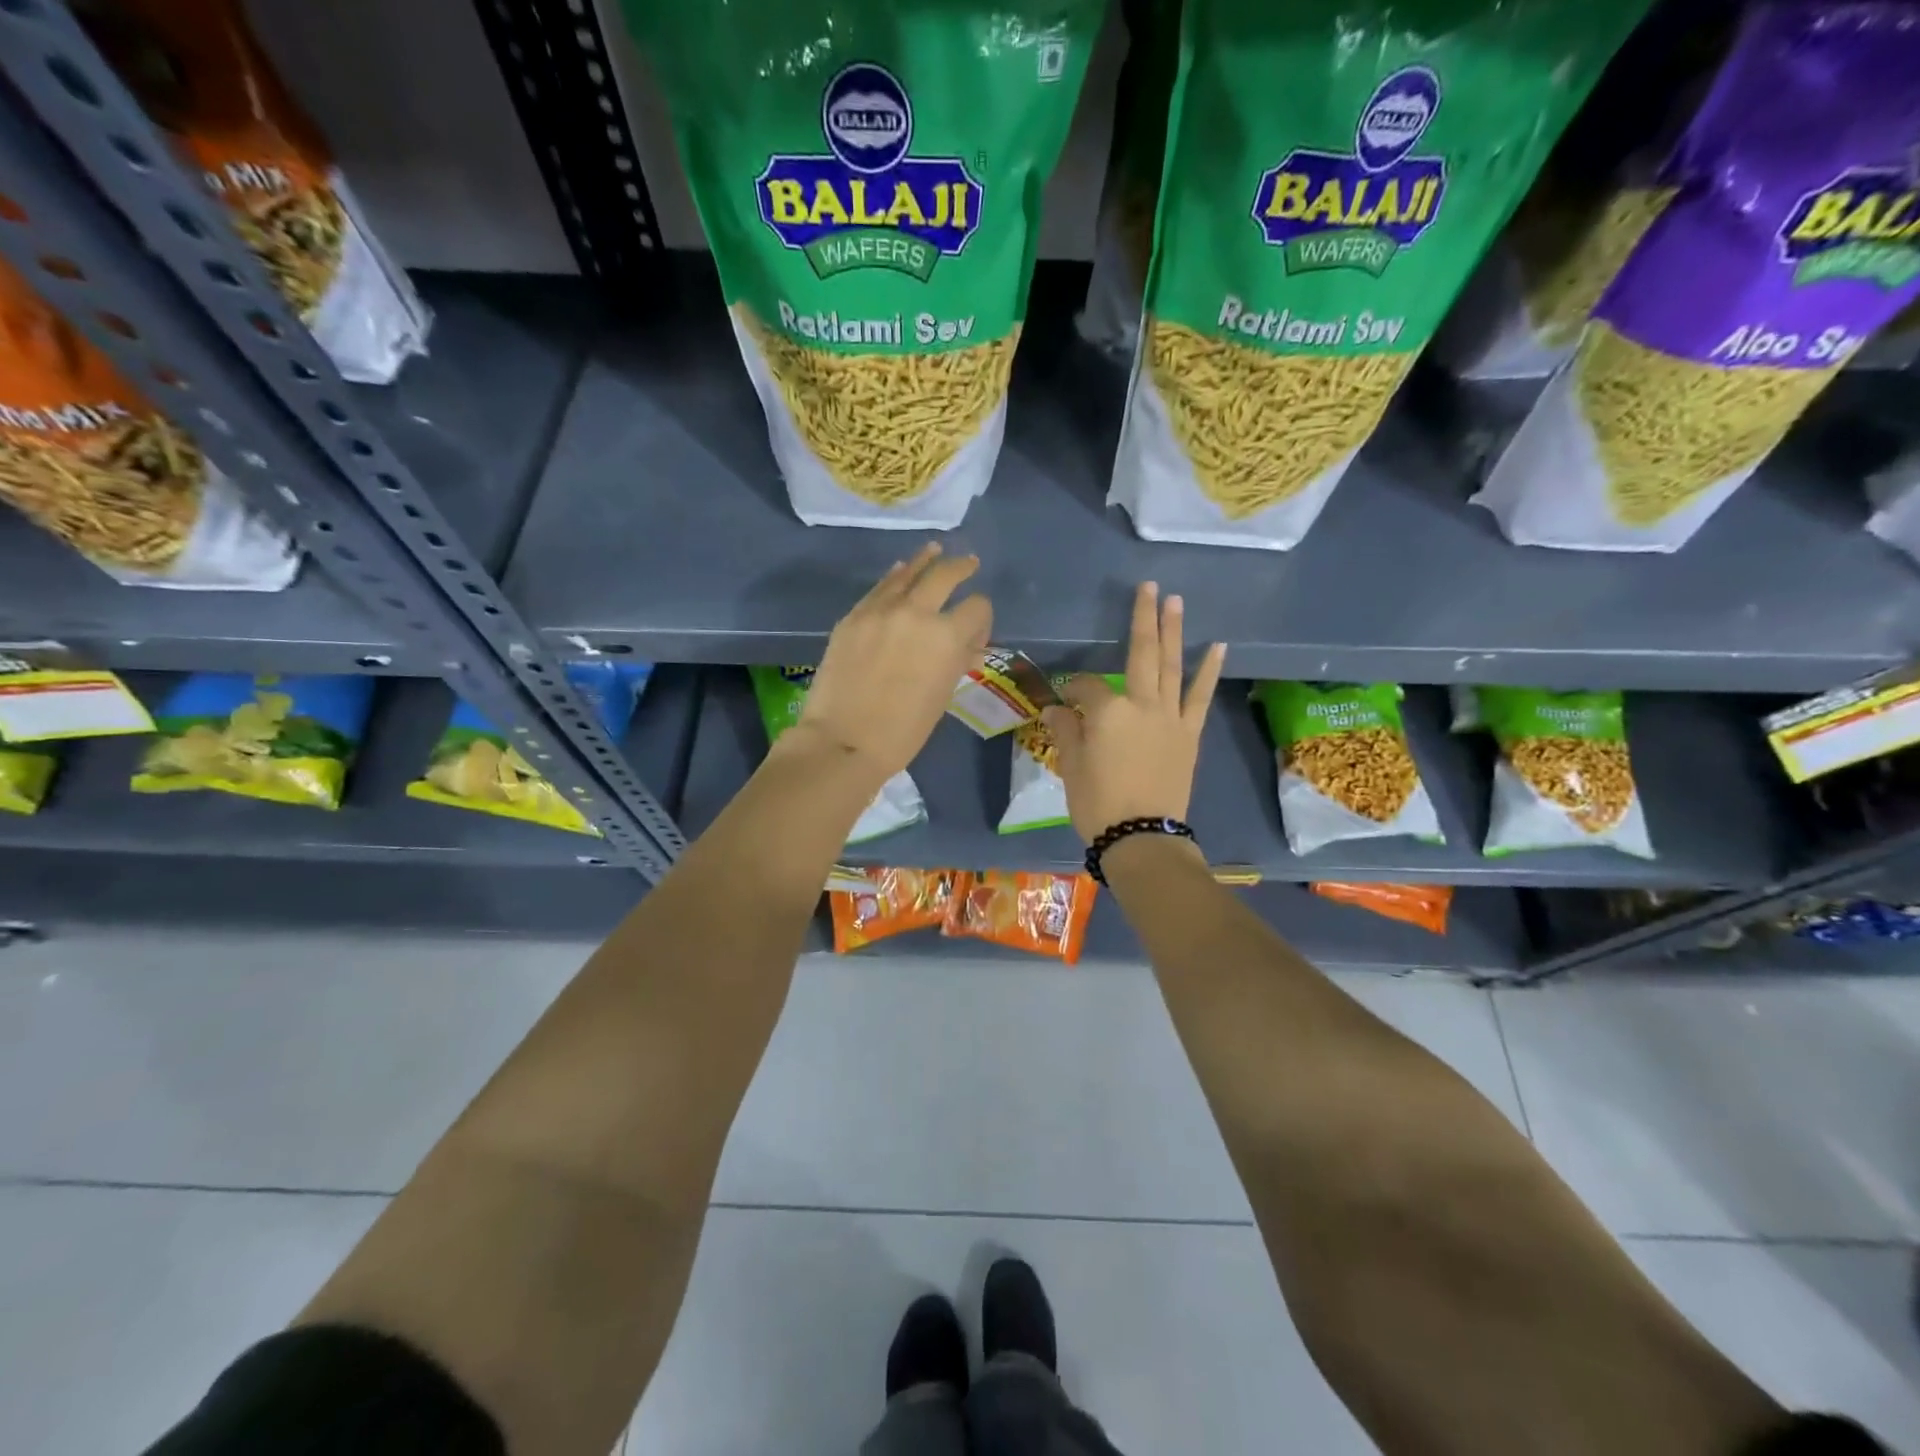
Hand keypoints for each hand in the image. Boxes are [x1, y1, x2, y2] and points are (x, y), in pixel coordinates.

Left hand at [789, 543, 992, 784]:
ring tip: (935, 549)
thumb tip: (963, 646)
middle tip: (969, 564)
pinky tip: (900, 571)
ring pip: (908, 572)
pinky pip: (879, 588)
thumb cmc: (903, 732)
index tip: (976, 631)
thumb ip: (955, 662)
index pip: (977, 607)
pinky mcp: (853, 617)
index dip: (982, 618)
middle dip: (961, 568)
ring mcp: (880, 610)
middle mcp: (916, 613)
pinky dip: (894, 578)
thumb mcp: (942, 696)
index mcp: (947, 637)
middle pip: (945, 575)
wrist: (843, 740)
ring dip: (926, 560)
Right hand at [1043, 582, 1225, 842]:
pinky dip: (1208, 670)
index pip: (1086, 686)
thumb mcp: (1071, 766)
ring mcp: (1169, 716)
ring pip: (1171, 666)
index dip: (1074, 689)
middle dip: (1142, 619)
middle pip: (1140, 654)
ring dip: (1173, 631)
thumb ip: (1066, 731)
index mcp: (1106, 711)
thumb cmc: (1097, 803)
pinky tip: (1217, 647)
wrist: (1142, 836)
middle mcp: (1141, 703)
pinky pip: (1199, 696)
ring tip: (1175, 601)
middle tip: (1148, 587)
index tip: (1065, 700)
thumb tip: (1057, 709)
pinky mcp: (1188, 733)